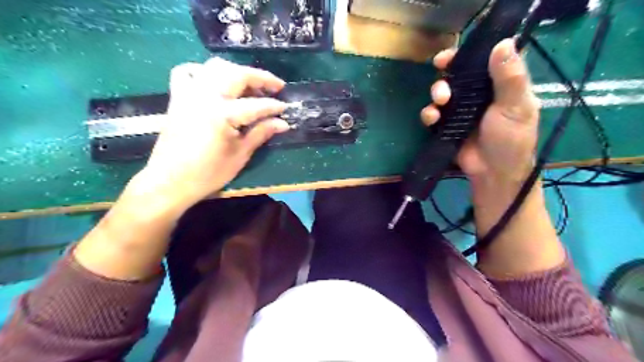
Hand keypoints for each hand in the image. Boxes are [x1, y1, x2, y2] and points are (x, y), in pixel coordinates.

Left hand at [132, 57, 291, 210]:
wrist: (170, 181)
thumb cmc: (208, 173)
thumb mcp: (240, 155)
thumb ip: (260, 133)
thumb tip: (282, 123)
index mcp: (223, 114)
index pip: (256, 105)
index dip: (274, 106)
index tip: (286, 109)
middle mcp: (206, 96)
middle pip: (238, 74)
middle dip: (261, 78)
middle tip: (276, 87)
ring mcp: (189, 93)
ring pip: (216, 67)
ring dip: (237, 72)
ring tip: (250, 85)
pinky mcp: (178, 97)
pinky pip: (188, 72)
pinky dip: (204, 72)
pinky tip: (215, 82)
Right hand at [420, 38, 538, 188]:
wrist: (493, 173)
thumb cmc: (510, 140)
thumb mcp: (516, 107)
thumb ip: (509, 78)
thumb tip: (503, 42)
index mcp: (499, 85)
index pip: (482, 61)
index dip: (465, 55)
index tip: (449, 56)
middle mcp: (478, 94)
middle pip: (457, 75)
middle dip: (446, 76)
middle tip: (442, 80)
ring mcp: (460, 110)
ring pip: (442, 93)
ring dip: (436, 94)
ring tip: (439, 103)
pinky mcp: (447, 126)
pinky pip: (434, 114)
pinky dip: (429, 114)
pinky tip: (431, 119)